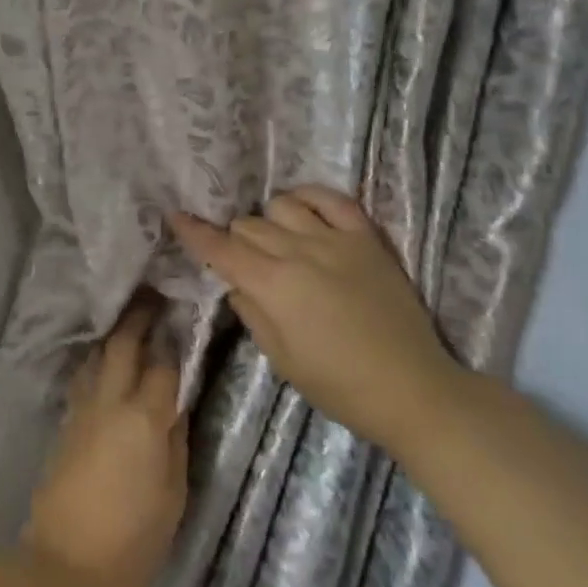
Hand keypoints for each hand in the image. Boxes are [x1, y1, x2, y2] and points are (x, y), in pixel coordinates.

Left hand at [22, 306, 188, 586]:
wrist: (64, 564)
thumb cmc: (132, 540)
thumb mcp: (173, 496)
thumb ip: (176, 443)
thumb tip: (176, 406)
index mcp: (144, 418)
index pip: (163, 364)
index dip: (173, 338)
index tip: (181, 313)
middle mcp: (111, 401)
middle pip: (123, 344)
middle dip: (138, 316)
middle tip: (152, 294)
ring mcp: (83, 409)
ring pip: (97, 355)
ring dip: (114, 332)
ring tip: (129, 318)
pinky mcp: (66, 422)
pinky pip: (84, 376)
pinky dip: (98, 358)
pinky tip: (105, 358)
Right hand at [168, 187, 464, 456]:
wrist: (412, 389)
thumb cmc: (339, 385)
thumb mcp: (281, 359)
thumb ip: (252, 313)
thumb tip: (236, 283)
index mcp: (273, 285)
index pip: (221, 248)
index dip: (194, 232)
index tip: (176, 216)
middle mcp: (299, 252)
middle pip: (248, 225)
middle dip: (235, 238)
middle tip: (242, 260)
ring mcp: (335, 240)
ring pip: (282, 205)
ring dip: (269, 219)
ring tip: (276, 239)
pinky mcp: (366, 238)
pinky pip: (332, 198)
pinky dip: (310, 197)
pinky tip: (303, 208)